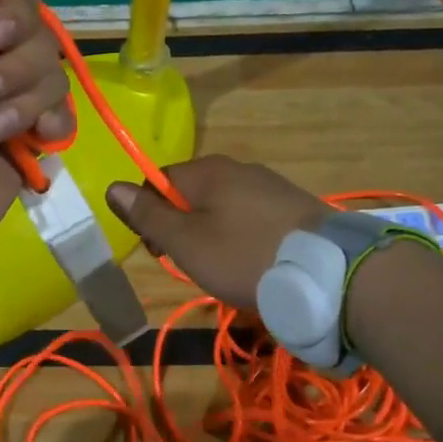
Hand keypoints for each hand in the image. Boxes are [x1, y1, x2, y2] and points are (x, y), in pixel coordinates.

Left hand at [0, 0, 74, 251]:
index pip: (19, 6)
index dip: (15, 20)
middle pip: (43, 43)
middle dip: (13, 71)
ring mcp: (18, 106)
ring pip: (56, 80)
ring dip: (22, 105)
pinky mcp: (35, 142)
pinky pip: (67, 119)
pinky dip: (52, 127)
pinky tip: (33, 142)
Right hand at [107, 156, 328, 312]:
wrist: (329, 273)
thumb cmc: (244, 256)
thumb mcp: (186, 242)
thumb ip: (148, 214)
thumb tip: (113, 186)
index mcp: (207, 171)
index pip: (159, 180)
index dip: (149, 214)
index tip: (157, 250)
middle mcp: (238, 168)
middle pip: (192, 193)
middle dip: (182, 227)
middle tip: (190, 263)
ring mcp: (270, 185)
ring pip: (223, 207)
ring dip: (212, 234)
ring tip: (223, 268)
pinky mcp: (294, 206)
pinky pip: (252, 216)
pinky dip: (243, 237)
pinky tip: (253, 262)